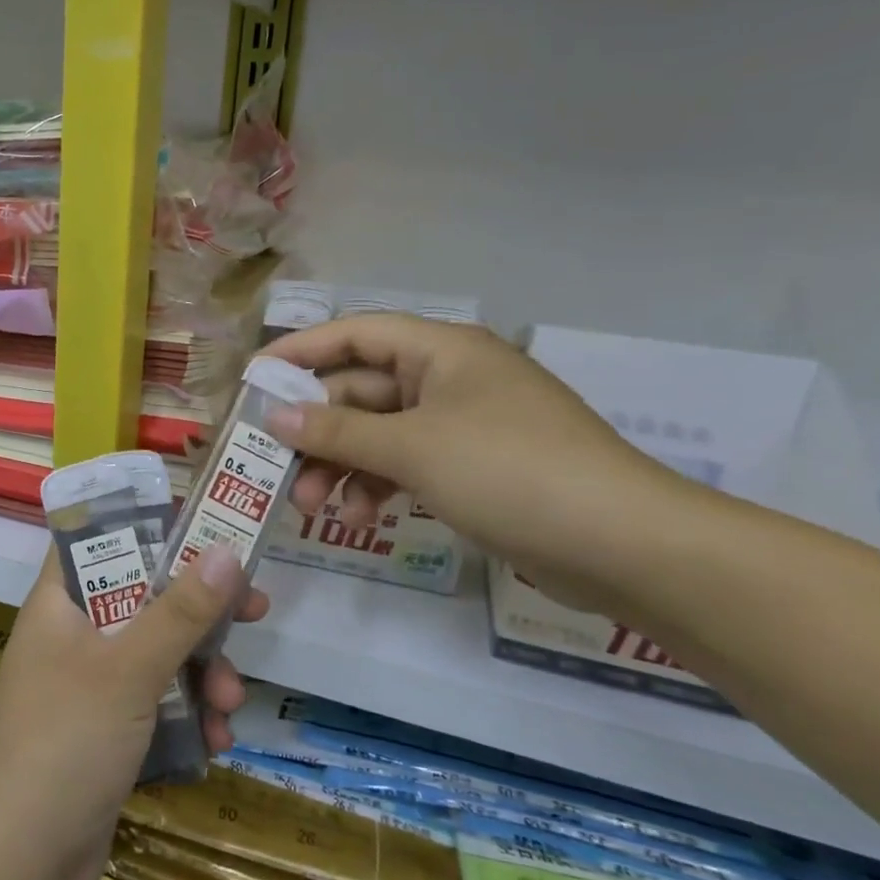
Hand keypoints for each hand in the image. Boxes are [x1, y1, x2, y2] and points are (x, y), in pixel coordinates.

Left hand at [0, 544, 266, 879]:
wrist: (19, 867)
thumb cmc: (66, 742)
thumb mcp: (129, 669)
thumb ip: (180, 611)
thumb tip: (226, 551)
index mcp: (59, 604)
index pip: (100, 541)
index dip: (150, 529)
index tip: (206, 532)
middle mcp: (72, 637)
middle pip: (143, 599)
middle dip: (199, 613)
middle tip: (253, 609)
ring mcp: (88, 688)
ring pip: (158, 656)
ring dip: (203, 674)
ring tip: (234, 703)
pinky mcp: (105, 734)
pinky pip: (156, 705)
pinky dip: (188, 715)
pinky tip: (217, 741)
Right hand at [261, 315, 688, 609]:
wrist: (624, 545)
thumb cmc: (509, 472)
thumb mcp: (412, 448)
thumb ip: (337, 432)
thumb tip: (274, 416)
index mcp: (441, 350)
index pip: (355, 333)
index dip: (301, 351)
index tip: (254, 380)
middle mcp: (449, 378)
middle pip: (361, 390)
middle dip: (318, 430)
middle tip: (277, 468)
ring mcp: (462, 425)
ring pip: (379, 434)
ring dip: (342, 465)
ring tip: (313, 507)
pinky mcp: (473, 468)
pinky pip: (406, 464)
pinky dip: (377, 485)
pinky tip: (360, 517)